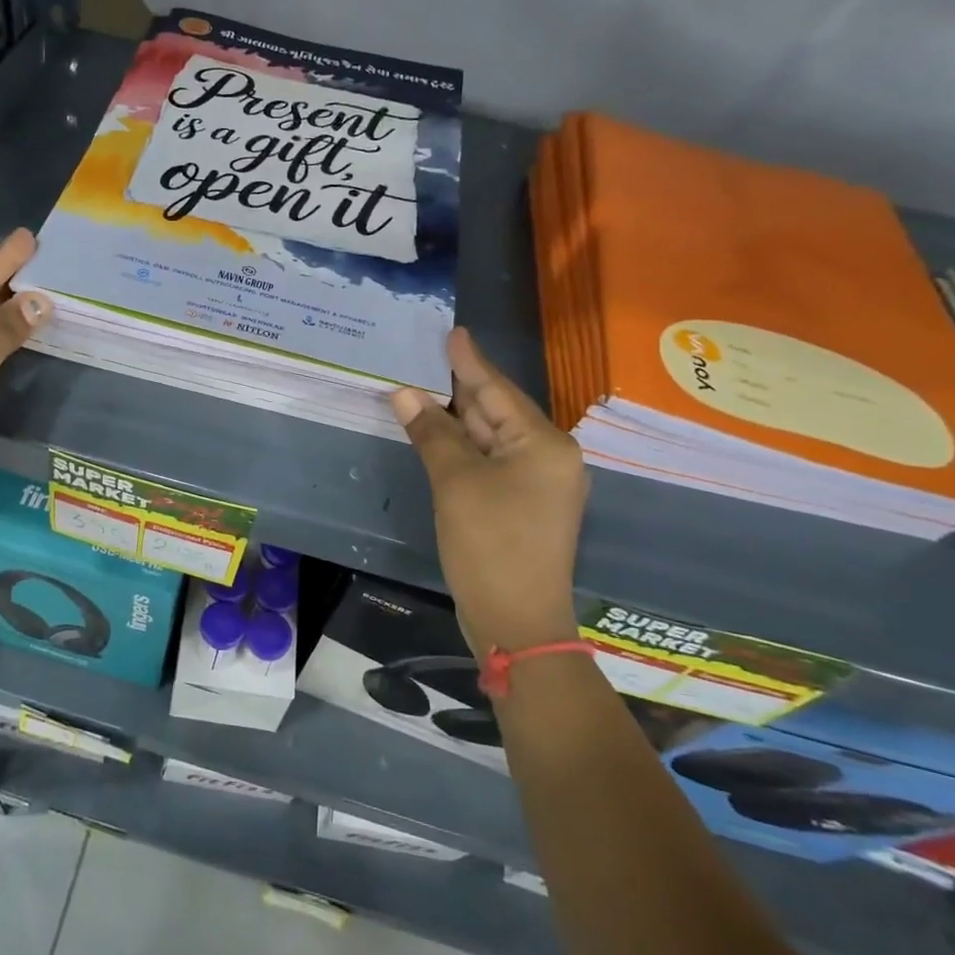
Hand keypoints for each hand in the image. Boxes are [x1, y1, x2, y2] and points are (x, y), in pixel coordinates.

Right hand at [391, 328, 587, 657]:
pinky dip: (464, 447)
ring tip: (427, 388)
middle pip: (498, 412)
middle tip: (431, 357)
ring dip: (459, 419)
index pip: (498, 391)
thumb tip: (405, 393)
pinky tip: (440, 435)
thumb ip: (432, 433)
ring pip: (493, 438)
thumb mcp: (456, 483)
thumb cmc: (490, 545)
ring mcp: (538, 484)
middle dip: (462, 387)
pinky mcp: (524, 505)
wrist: (518, 622)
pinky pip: (492, 461)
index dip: (470, 362)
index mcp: (544, 444)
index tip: (453, 332)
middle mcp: (549, 457)